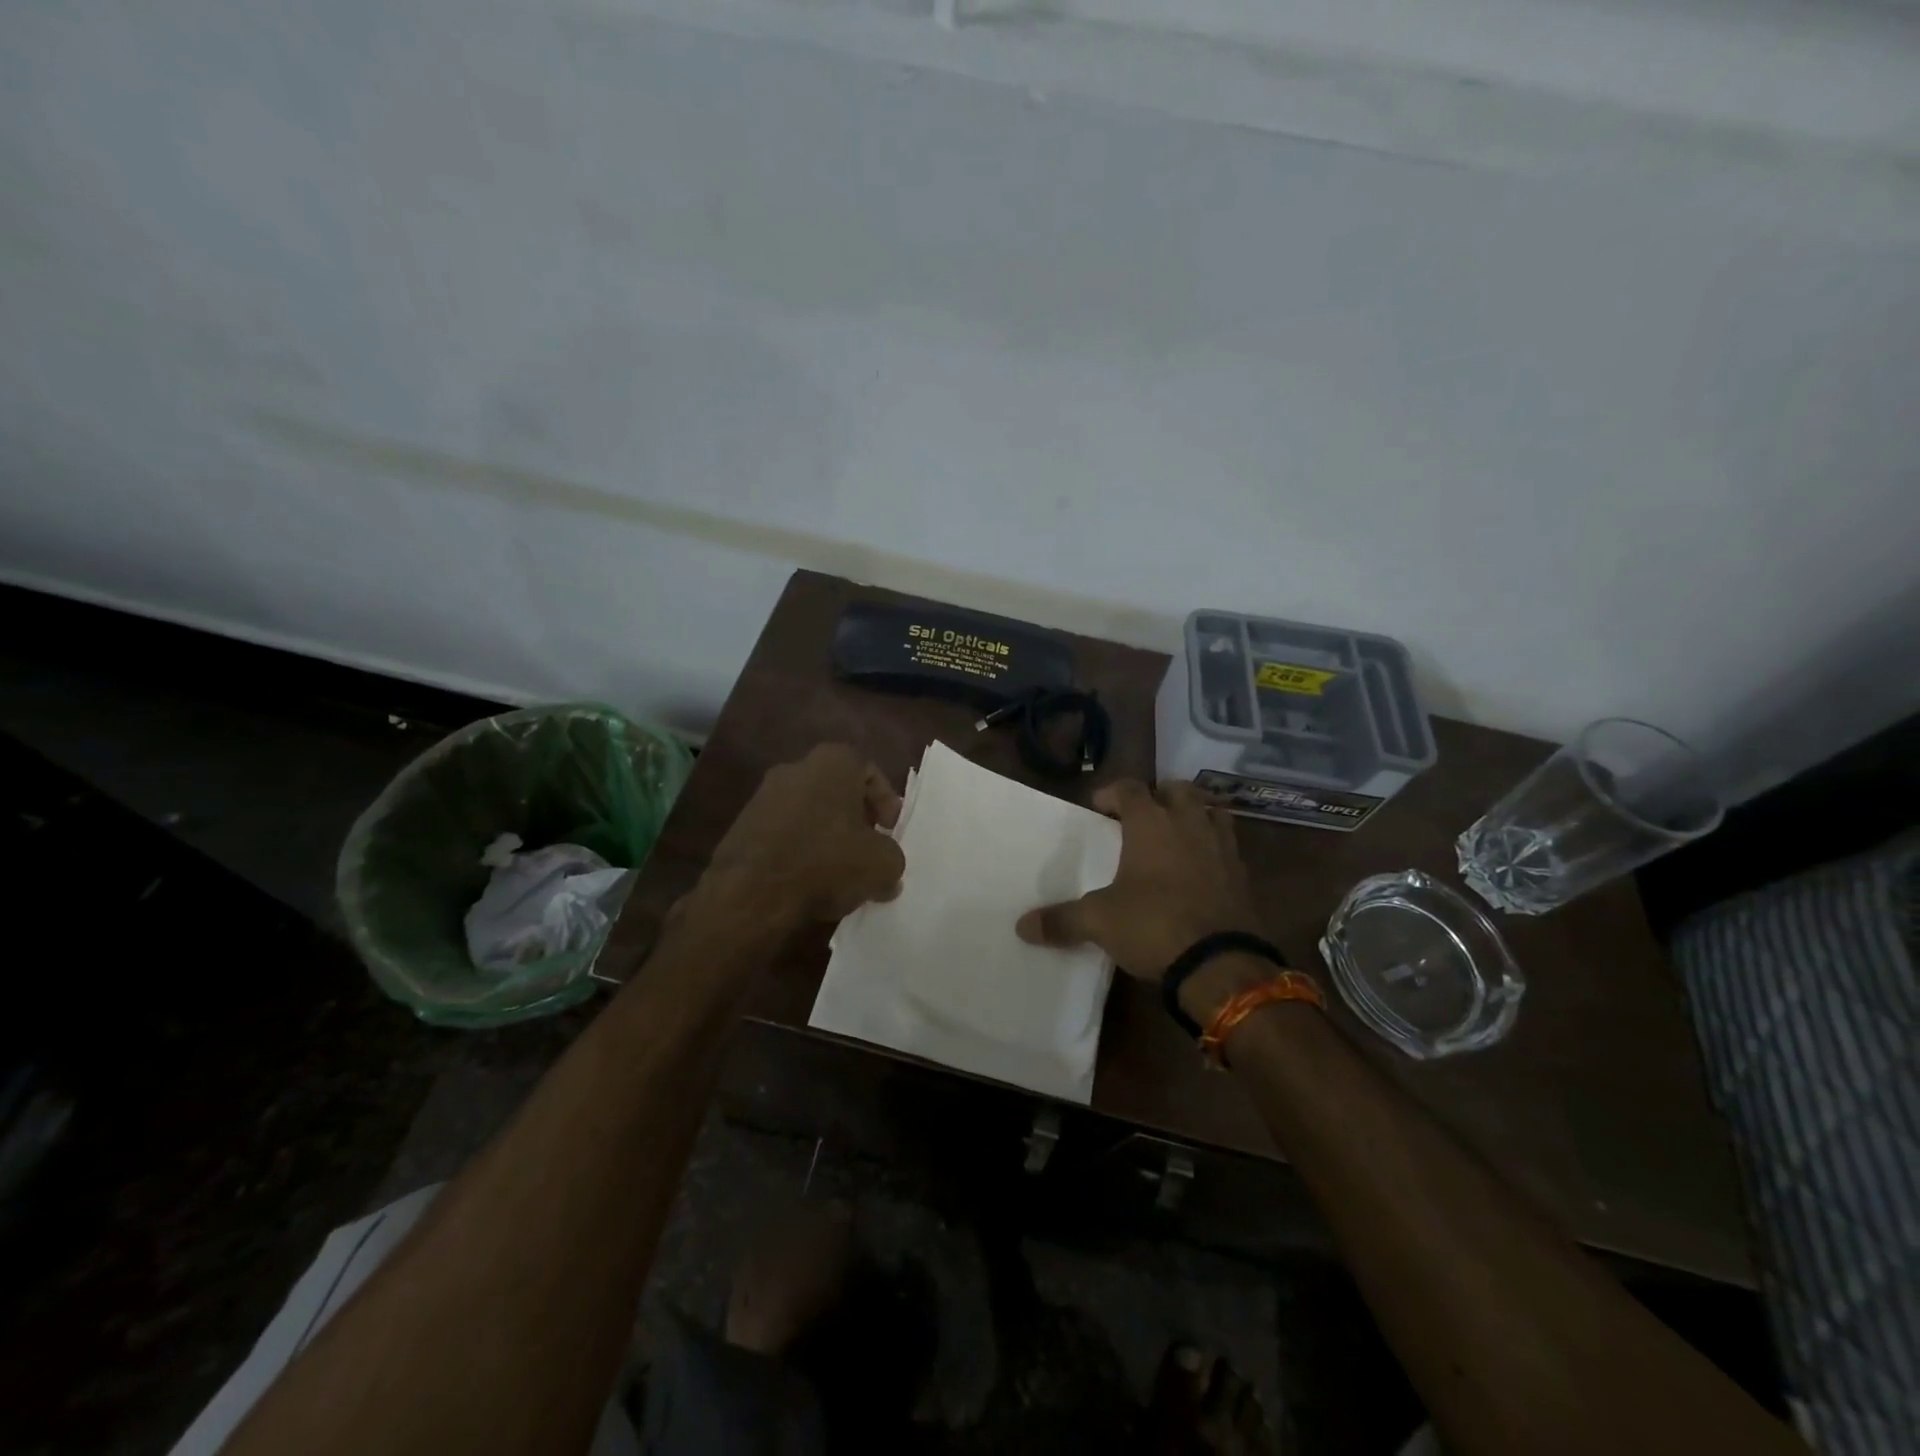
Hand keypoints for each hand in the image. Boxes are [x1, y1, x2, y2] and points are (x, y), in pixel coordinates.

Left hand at [703, 744, 905, 926]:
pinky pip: (784, 830)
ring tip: (839, 870)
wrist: (750, 893)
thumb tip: (887, 873)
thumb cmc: (826, 863)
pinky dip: (800, 848)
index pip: (869, 772)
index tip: (889, 831)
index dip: (886, 802)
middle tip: (868, 848)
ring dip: (827, 835)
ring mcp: (764, 794)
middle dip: (856, 818)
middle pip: (838, 790)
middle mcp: (796, 767)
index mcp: (833, 762)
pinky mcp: (743, 823)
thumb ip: (893, 859)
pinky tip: (808, 878)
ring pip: (810, 810)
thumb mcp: (882, 864)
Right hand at [1016, 779, 1260, 980]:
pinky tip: (1201, 868)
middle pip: (1178, 790)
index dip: (1112, 792)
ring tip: (1177, 833)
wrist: (1220, 963)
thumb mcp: (1099, 922)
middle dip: (1159, 795)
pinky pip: (1228, 845)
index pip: (1130, 789)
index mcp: (1151, 824)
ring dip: (1193, 814)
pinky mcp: (1242, 874)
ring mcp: (1221, 847)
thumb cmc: (1153, 925)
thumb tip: (1022, 927)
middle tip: (1142, 814)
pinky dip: (1213, 846)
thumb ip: (1062, 920)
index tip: (1099, 806)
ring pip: (1212, 811)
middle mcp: (1189, 824)